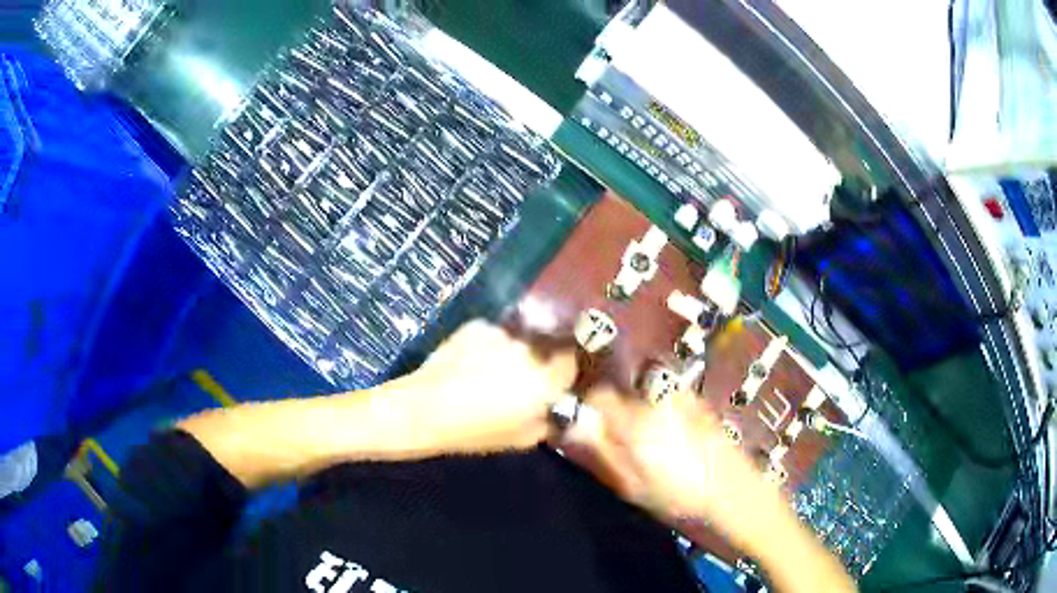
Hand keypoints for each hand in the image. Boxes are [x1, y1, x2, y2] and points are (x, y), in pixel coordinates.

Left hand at [404, 320, 576, 453]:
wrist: (425, 409)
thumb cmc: (475, 432)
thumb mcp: (521, 440)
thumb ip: (549, 423)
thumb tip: (559, 412)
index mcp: (545, 380)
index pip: (572, 361)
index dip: (565, 369)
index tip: (557, 379)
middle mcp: (529, 351)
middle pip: (544, 349)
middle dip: (537, 362)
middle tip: (518, 380)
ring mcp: (501, 334)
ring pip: (517, 342)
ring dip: (511, 353)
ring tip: (488, 372)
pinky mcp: (477, 326)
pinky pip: (492, 335)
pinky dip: (488, 346)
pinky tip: (470, 362)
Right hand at [556, 387, 774, 543]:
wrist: (733, 491)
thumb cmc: (678, 495)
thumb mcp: (631, 485)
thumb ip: (601, 452)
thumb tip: (574, 427)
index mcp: (636, 419)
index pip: (599, 394)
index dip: (589, 407)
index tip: (589, 425)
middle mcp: (658, 399)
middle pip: (624, 393)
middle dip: (617, 411)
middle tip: (621, 442)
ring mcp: (682, 398)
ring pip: (647, 396)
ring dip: (641, 412)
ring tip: (652, 445)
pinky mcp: (699, 403)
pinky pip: (669, 400)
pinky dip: (663, 413)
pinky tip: (675, 440)